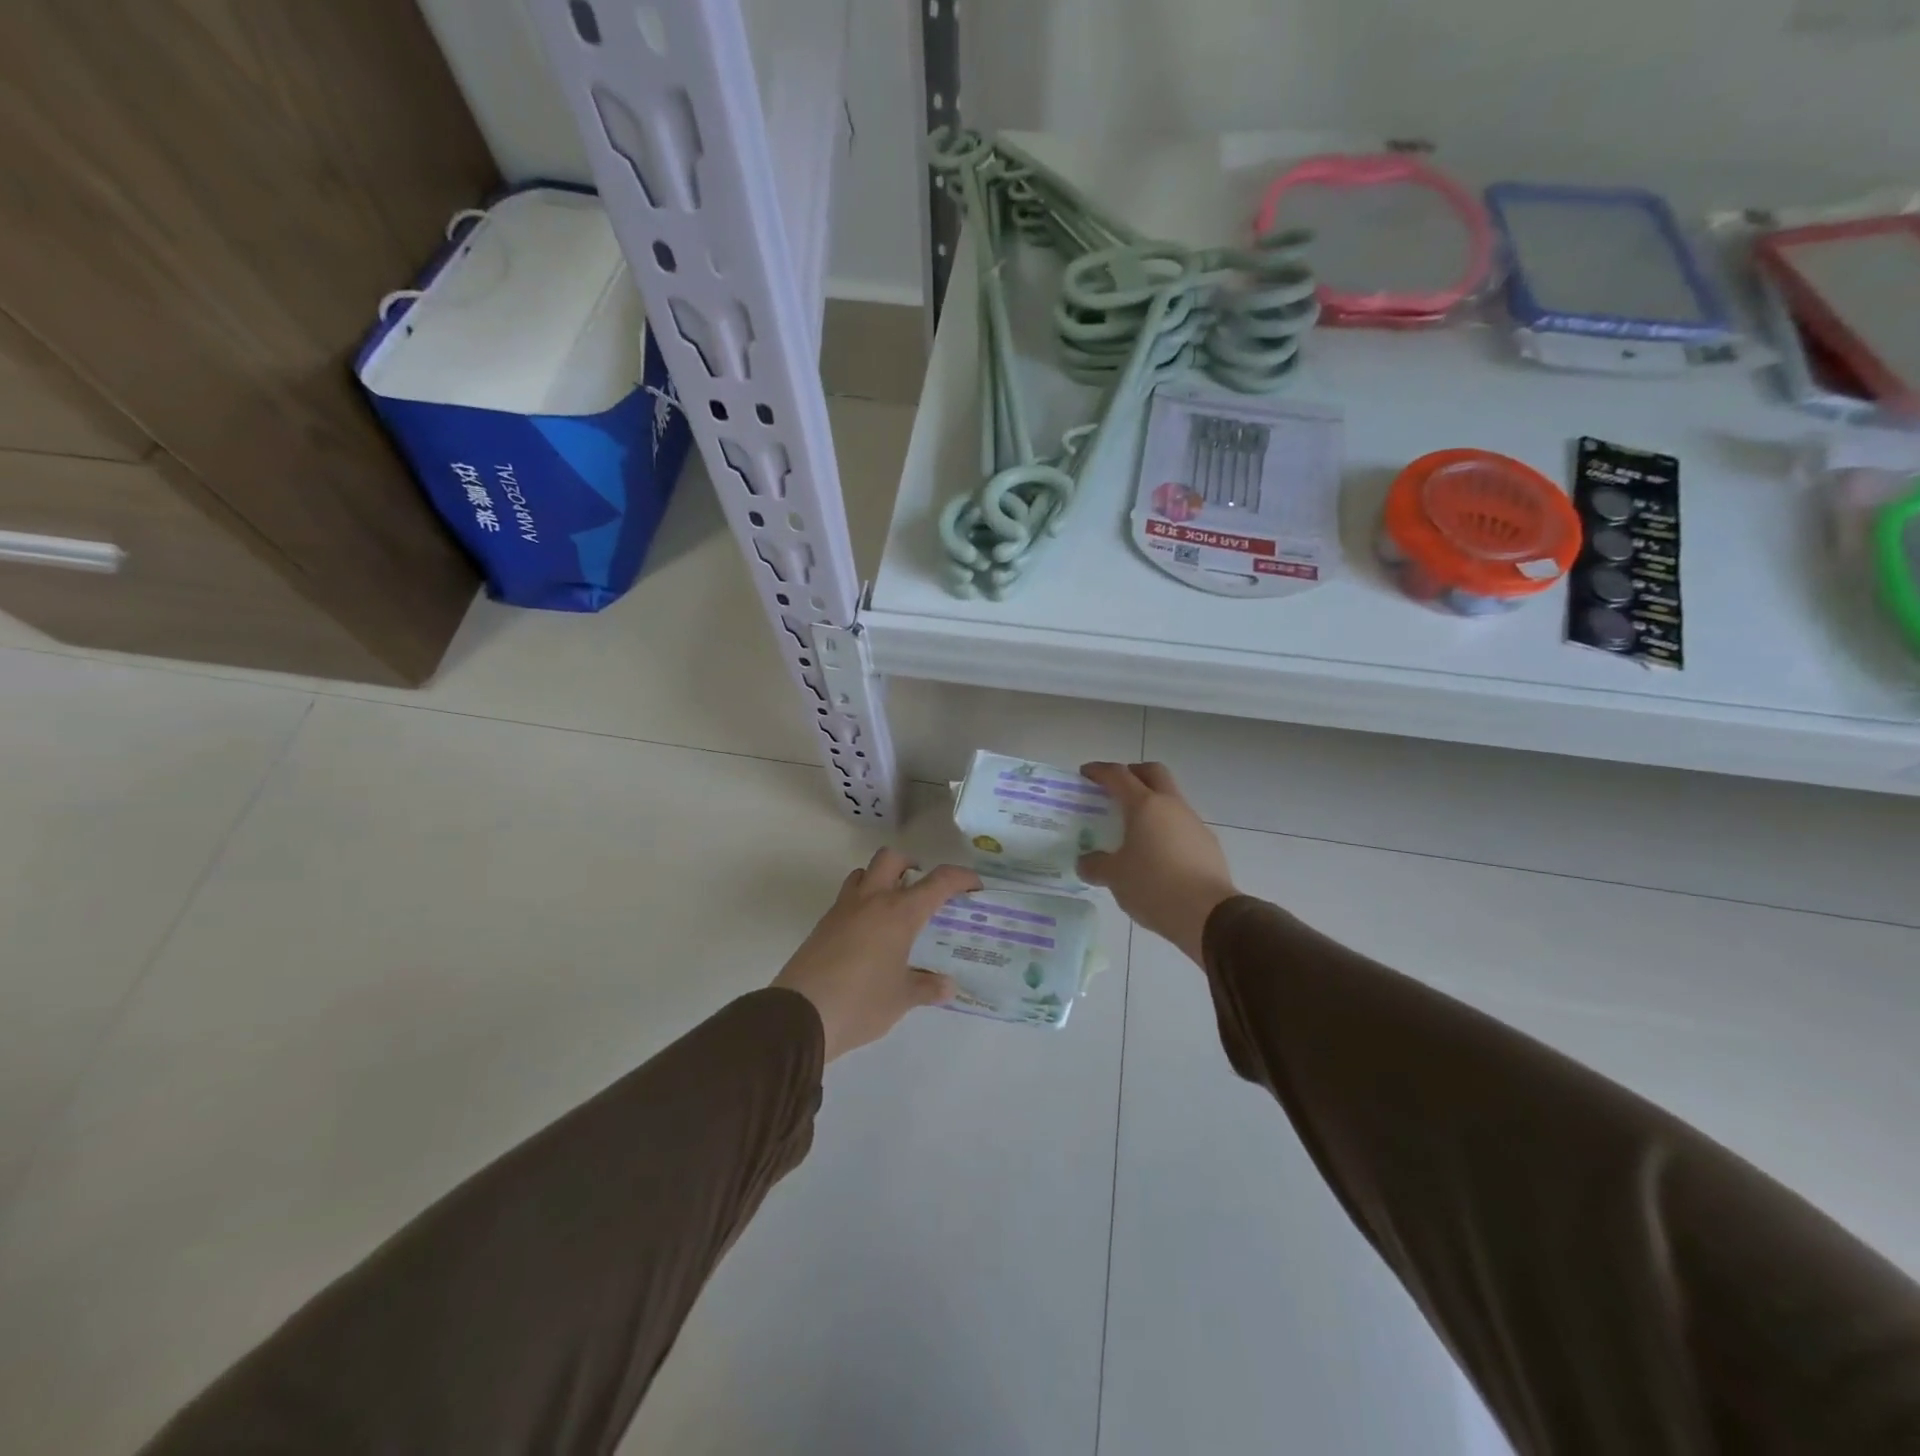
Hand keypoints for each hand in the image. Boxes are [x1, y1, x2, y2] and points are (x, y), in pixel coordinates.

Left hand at [773, 849, 980, 1061]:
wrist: (800, 1016)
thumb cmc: (860, 1003)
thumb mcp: (902, 999)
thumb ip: (927, 988)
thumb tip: (947, 986)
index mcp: (899, 913)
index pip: (938, 881)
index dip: (961, 878)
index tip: (974, 887)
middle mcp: (871, 900)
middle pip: (892, 858)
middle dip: (911, 864)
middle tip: (923, 888)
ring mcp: (843, 909)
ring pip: (864, 873)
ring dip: (881, 879)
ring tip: (894, 909)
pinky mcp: (823, 925)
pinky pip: (847, 898)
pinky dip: (863, 903)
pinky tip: (869, 935)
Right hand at [1077, 762, 1237, 964]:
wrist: (1208, 915)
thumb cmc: (1154, 886)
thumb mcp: (1115, 877)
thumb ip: (1095, 865)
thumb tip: (1085, 862)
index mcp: (1145, 805)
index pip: (1118, 775)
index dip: (1099, 770)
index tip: (1085, 773)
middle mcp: (1172, 805)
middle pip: (1153, 773)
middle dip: (1133, 773)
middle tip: (1116, 789)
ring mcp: (1194, 823)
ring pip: (1171, 799)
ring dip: (1152, 804)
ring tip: (1134, 829)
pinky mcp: (1208, 844)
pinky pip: (1182, 825)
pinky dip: (1166, 829)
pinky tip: (1157, 854)